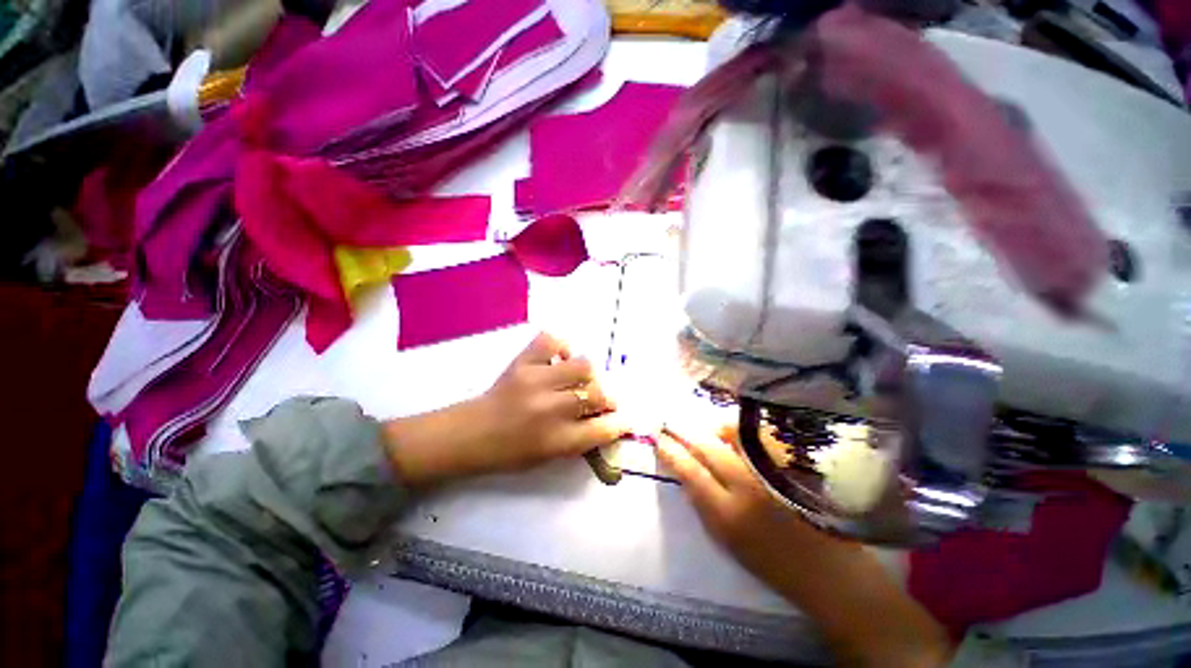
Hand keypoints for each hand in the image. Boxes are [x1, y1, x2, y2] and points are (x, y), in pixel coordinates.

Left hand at [383, 333, 627, 486]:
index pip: (604, 429)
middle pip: (598, 393)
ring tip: (578, 378)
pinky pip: (551, 340)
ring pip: (583, 365)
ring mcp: (536, 380)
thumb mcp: (549, 456)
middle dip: (607, 397)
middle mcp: (550, 409)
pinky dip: (561, 347)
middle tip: (600, 399)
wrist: (469, 434)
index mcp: (557, 440)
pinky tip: (558, 359)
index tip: (624, 418)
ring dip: (588, 374)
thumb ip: (581, 439)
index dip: (620, 422)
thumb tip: (607, 419)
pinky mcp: (522, 361)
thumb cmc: (510, 452)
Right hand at [659, 424, 951, 666]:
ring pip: (734, 434)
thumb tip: (685, 469)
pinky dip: (743, 432)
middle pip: (708, 447)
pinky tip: (738, 434)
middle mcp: (748, 489)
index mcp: (727, 516)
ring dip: (715, 427)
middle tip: (673, 421)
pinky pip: (760, 438)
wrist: (831, 573)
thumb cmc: (771, 562)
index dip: (672, 452)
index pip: (690, 472)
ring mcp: (773, 474)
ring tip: (709, 428)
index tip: (660, 438)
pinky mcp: (794, 467)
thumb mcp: (726, 540)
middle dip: (685, 431)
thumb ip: (703, 503)